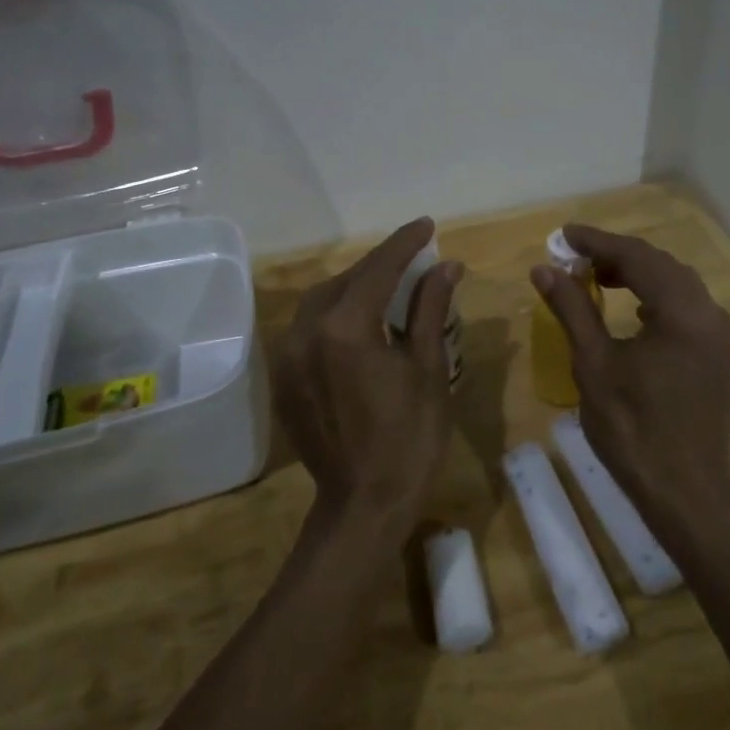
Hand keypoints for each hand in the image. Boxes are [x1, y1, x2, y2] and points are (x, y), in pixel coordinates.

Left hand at [273, 218, 462, 530]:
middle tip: (414, 256)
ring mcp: (288, 356)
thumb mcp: (429, 369)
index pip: (378, 269)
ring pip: (322, 301)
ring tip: (389, 284)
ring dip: (355, 287)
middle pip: (346, 281)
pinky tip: (360, 321)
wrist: (364, 504)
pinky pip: (308, 328)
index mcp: (345, 328)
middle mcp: (306, 332)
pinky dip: (335, 314)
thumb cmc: (410, 439)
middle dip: (380, 265)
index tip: (427, 225)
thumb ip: (430, 310)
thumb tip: (446, 266)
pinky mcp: (284, 377)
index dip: (405, 244)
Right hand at [530, 224, 729, 521]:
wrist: (686, 492)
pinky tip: (633, 310)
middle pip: (661, 265)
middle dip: (617, 256)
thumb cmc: (633, 430)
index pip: (638, 257)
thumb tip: (545, 269)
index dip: (598, 242)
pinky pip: (688, 307)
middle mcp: (711, 314)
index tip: (564, 234)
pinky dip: (657, 297)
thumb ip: (572, 309)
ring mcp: (721, 334)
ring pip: (677, 284)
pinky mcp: (721, 353)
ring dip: (638, 274)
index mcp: (683, 312)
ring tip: (597, 278)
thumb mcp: (594, 365)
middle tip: (575, 257)